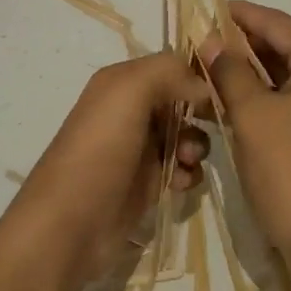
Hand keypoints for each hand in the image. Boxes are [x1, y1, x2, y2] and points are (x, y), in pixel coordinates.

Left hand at [9, 53, 212, 284]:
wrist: (69, 225)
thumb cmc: (99, 150)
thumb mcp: (128, 92)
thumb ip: (167, 73)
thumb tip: (202, 88)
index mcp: (121, 82)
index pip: (170, 66)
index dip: (197, 75)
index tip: (221, 91)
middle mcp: (129, 110)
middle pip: (181, 100)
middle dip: (200, 113)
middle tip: (211, 127)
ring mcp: (138, 148)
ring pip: (185, 135)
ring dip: (196, 145)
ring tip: (187, 161)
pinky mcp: (146, 183)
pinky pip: (181, 168)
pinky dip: (188, 173)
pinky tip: (182, 183)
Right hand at [201, 2, 290, 283]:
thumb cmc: (289, 171)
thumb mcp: (251, 114)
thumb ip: (229, 70)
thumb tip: (211, 41)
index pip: (278, 24)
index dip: (239, 14)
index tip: (205, 7)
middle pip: (285, 46)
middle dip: (241, 44)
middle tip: (199, 40)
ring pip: (288, 73)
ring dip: (250, 70)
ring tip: (207, 63)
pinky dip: (265, 93)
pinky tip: (230, 92)